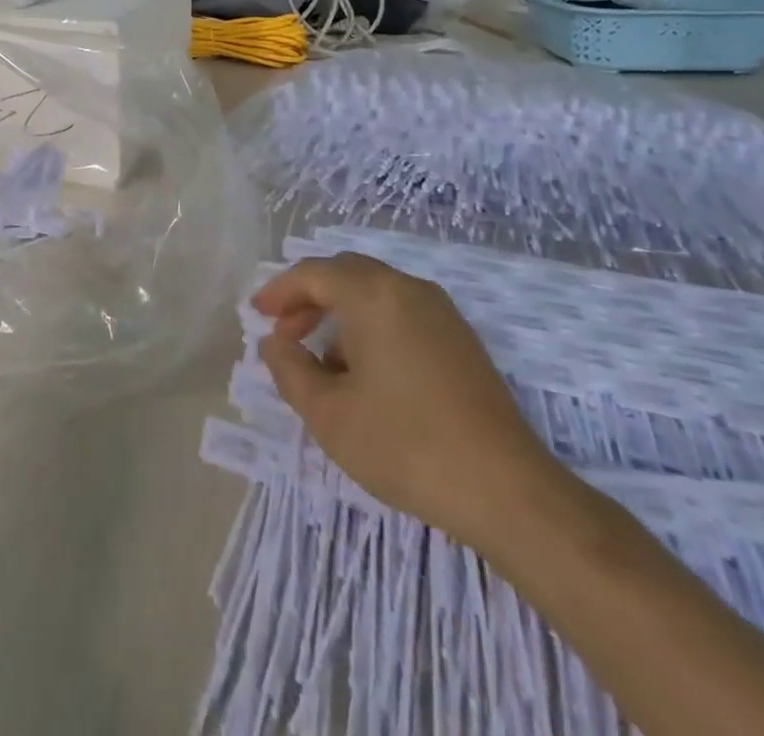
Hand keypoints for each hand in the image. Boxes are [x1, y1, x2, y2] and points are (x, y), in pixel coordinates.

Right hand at [254, 253, 572, 552]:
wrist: (507, 490)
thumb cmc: (405, 445)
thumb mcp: (329, 414)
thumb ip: (290, 370)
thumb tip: (275, 344)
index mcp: (373, 295)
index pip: (314, 273)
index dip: (279, 291)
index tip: (257, 315)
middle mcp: (408, 289)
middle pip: (346, 274)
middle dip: (309, 298)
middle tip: (284, 332)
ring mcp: (441, 312)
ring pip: (375, 293)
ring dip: (340, 313)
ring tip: (321, 361)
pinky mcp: (461, 339)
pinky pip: (401, 313)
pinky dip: (371, 326)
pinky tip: (366, 374)